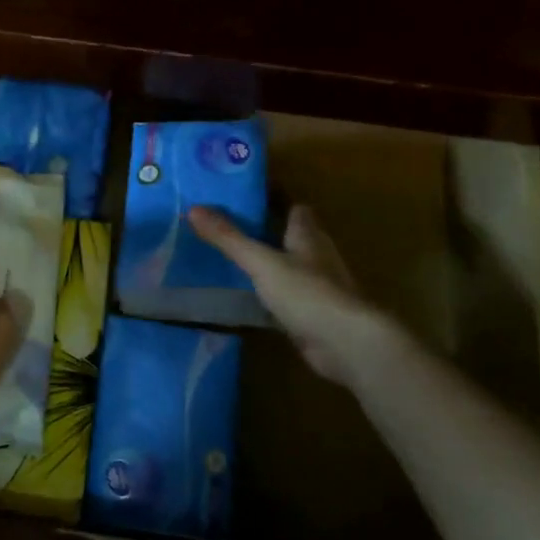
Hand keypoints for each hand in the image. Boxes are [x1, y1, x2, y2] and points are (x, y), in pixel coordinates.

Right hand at [188, 204, 387, 385]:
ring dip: (269, 262)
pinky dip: (270, 294)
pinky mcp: (314, 314)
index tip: (246, 195)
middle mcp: (317, 256)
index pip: (295, 207)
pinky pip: (287, 297)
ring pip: (290, 266)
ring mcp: (319, 287)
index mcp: (308, 235)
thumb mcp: (261, 262)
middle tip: (230, 225)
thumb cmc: (307, 292)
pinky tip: (247, 298)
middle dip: (267, 229)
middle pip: (293, 235)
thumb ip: (229, 238)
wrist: (346, 344)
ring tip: (232, 258)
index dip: (274, 199)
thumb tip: (194, 208)